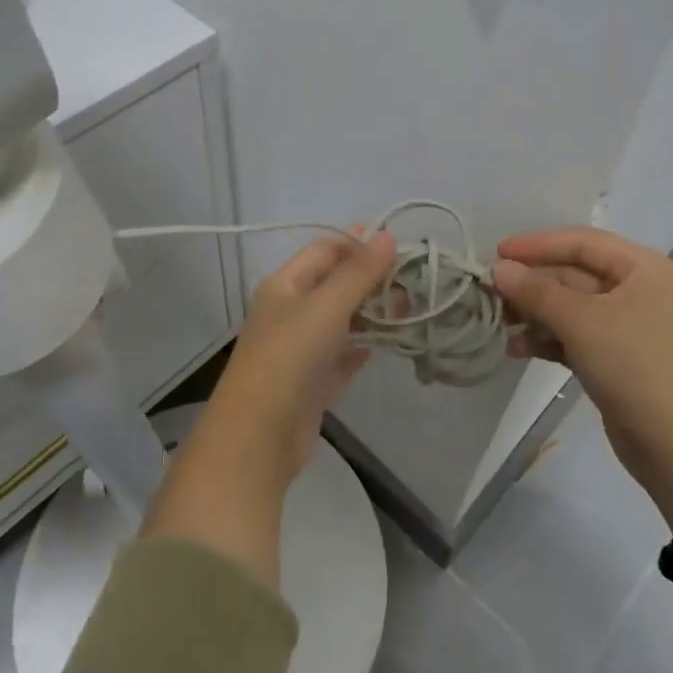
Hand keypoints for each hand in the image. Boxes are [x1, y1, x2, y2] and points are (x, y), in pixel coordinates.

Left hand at [142, 230, 396, 590]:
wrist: (258, 437)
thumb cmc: (289, 359)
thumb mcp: (326, 307)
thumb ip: (358, 272)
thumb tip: (388, 235)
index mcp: (285, 285)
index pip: (325, 249)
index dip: (359, 242)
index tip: (400, 246)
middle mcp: (290, 311)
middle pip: (335, 284)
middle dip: (371, 280)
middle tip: (413, 283)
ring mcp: (300, 348)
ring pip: (341, 320)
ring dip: (371, 313)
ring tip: (409, 311)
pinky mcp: (311, 381)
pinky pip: (341, 355)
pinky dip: (360, 347)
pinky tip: (385, 345)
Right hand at [493, 228, 672, 638]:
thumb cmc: (637, 368)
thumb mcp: (583, 323)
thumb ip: (536, 292)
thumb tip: (498, 269)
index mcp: (643, 269)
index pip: (582, 242)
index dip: (537, 245)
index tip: (497, 253)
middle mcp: (638, 290)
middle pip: (574, 274)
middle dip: (532, 284)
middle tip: (489, 292)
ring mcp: (628, 327)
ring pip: (571, 307)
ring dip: (534, 313)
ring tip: (498, 323)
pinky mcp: (617, 359)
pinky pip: (575, 336)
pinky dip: (547, 339)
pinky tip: (517, 349)